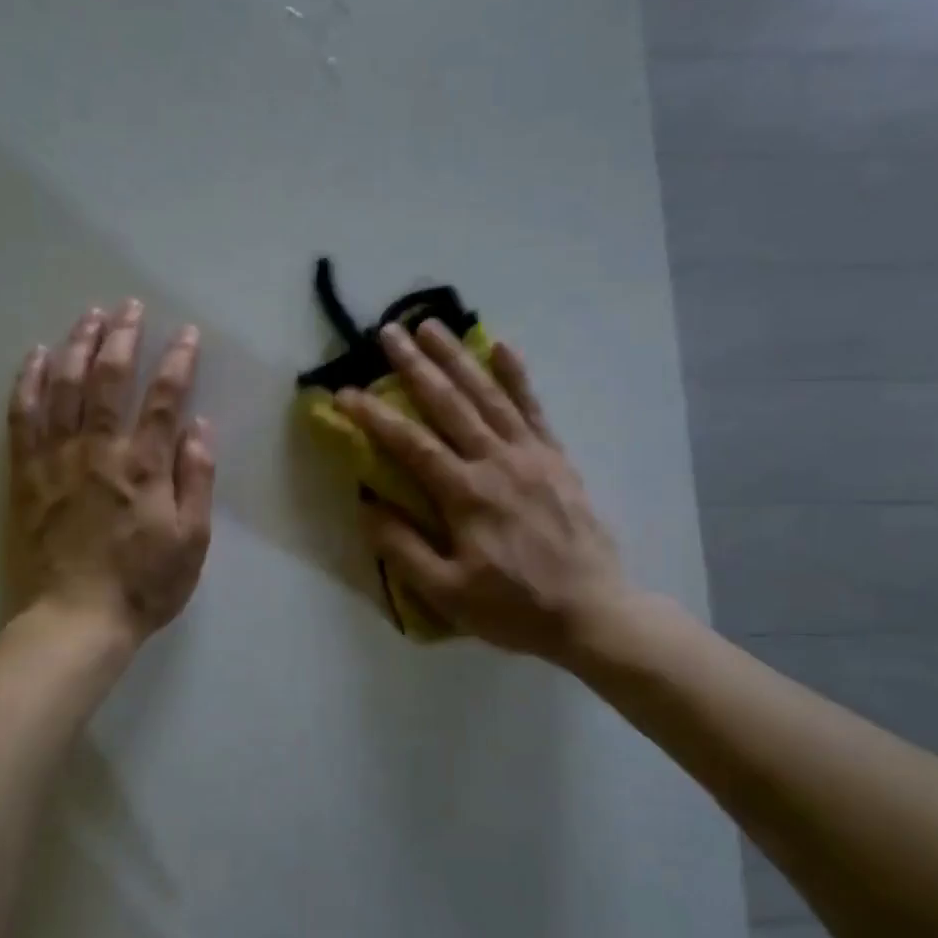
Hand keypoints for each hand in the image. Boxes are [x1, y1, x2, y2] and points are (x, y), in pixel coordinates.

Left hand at [7, 301, 214, 645]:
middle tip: (128, 306)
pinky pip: (23, 418)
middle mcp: (99, 451)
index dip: (177, 360)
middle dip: (121, 336)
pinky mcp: (27, 475)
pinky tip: (36, 356)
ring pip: (63, 388)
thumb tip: (199, 427)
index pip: (164, 398)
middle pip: (107, 379)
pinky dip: (29, 383)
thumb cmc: (144, 584)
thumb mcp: (192, 540)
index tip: (185, 332)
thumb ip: (196, 479)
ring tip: (88, 315)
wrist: (76, 619)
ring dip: (77, 346)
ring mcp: (57, 460)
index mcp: (144, 466)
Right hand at [336, 320, 635, 670]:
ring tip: (432, 325)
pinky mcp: (556, 458)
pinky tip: (501, 347)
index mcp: (466, 495)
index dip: (374, 416)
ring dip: (458, 358)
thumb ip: (403, 549)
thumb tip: (367, 506)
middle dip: (415, 365)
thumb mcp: (447, 593)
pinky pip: (534, 408)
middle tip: (388, 331)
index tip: (344, 392)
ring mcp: (531, 455)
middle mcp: (497, 462)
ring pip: (489, 395)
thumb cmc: (514, 607)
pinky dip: (517, 376)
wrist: (593, 612)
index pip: (411, 444)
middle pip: (450, 404)